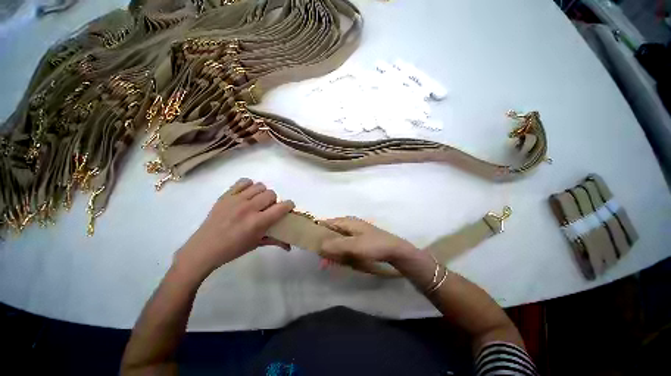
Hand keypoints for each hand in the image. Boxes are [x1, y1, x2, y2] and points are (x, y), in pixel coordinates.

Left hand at [174, 178, 294, 279]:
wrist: (203, 248)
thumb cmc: (232, 249)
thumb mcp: (256, 245)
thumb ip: (275, 240)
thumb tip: (290, 246)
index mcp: (258, 222)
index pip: (282, 207)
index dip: (289, 205)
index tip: (288, 208)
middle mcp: (249, 208)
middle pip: (271, 194)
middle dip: (274, 201)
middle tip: (268, 208)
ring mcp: (236, 200)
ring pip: (259, 186)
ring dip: (262, 193)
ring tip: (257, 201)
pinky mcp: (226, 195)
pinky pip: (243, 181)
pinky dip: (249, 186)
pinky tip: (247, 194)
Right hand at [318, 217, 417, 265]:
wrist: (395, 251)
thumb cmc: (374, 245)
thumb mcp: (354, 246)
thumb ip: (336, 245)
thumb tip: (319, 245)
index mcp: (347, 222)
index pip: (326, 223)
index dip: (317, 232)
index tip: (311, 245)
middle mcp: (349, 225)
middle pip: (331, 233)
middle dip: (326, 246)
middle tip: (323, 261)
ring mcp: (354, 233)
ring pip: (337, 242)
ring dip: (334, 252)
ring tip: (332, 264)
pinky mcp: (359, 241)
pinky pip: (345, 247)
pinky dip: (342, 254)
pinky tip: (343, 262)